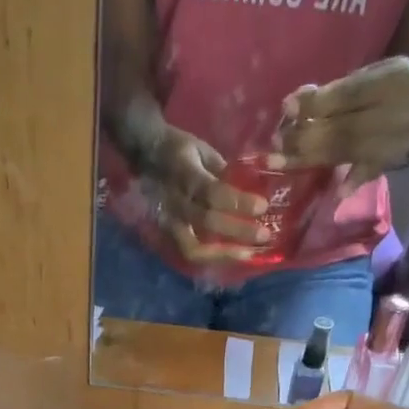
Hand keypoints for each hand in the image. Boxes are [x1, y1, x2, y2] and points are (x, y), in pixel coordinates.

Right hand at [137, 124, 270, 264]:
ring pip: (194, 248)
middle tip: (264, 235)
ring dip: (223, 254)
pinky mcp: (167, 236)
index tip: (263, 206)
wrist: (144, 156)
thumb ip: (227, 170)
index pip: (212, 192)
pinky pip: (191, 253)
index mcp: (184, 173)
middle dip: (238, 231)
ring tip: (248, 254)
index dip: (238, 202)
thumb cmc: (180, 150)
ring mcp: (168, 223)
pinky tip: (232, 255)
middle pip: (207, 223)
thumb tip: (260, 180)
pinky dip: (212, 258)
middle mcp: (175, 202)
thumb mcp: (203, 150)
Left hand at [270, 56, 408, 187]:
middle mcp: (394, 113)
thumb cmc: (394, 86)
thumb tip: (296, 104)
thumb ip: (339, 90)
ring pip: (347, 151)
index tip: (286, 107)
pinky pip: (368, 173)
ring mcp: (394, 141)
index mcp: (392, 82)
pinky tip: (336, 193)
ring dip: (311, 158)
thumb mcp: (374, 73)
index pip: (348, 95)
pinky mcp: (390, 162)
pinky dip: (353, 181)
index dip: (316, 103)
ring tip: (281, 161)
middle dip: (306, 135)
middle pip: (343, 127)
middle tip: (276, 142)